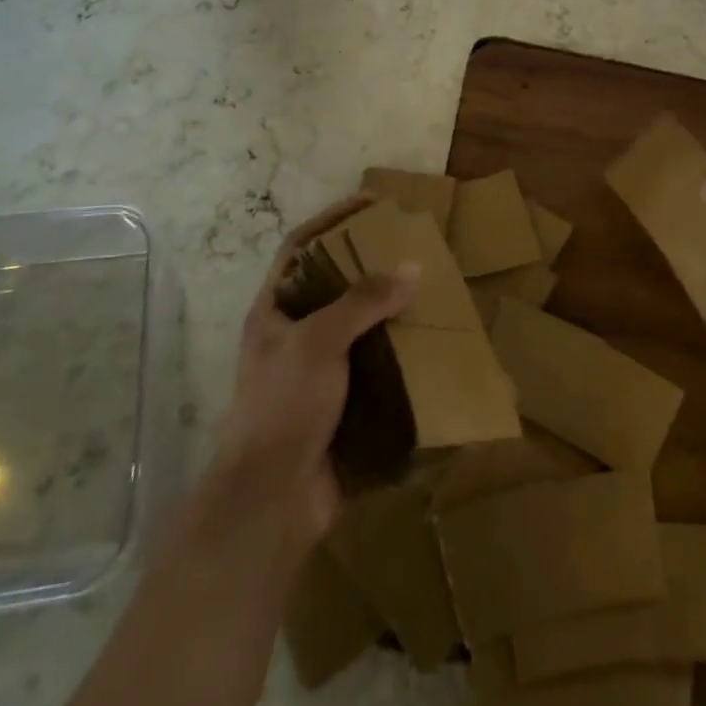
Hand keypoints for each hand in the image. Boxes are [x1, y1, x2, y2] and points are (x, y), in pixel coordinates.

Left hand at [208, 195, 417, 555]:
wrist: (272, 502)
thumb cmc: (283, 406)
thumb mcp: (318, 341)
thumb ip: (363, 301)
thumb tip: (412, 268)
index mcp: (275, 311)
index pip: (301, 247)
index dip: (333, 220)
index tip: (372, 204)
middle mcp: (296, 336)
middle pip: (336, 287)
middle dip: (372, 268)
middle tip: (414, 250)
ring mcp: (320, 374)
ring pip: (362, 330)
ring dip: (393, 315)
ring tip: (432, 295)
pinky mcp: (344, 407)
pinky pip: (379, 372)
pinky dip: (403, 361)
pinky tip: (433, 351)